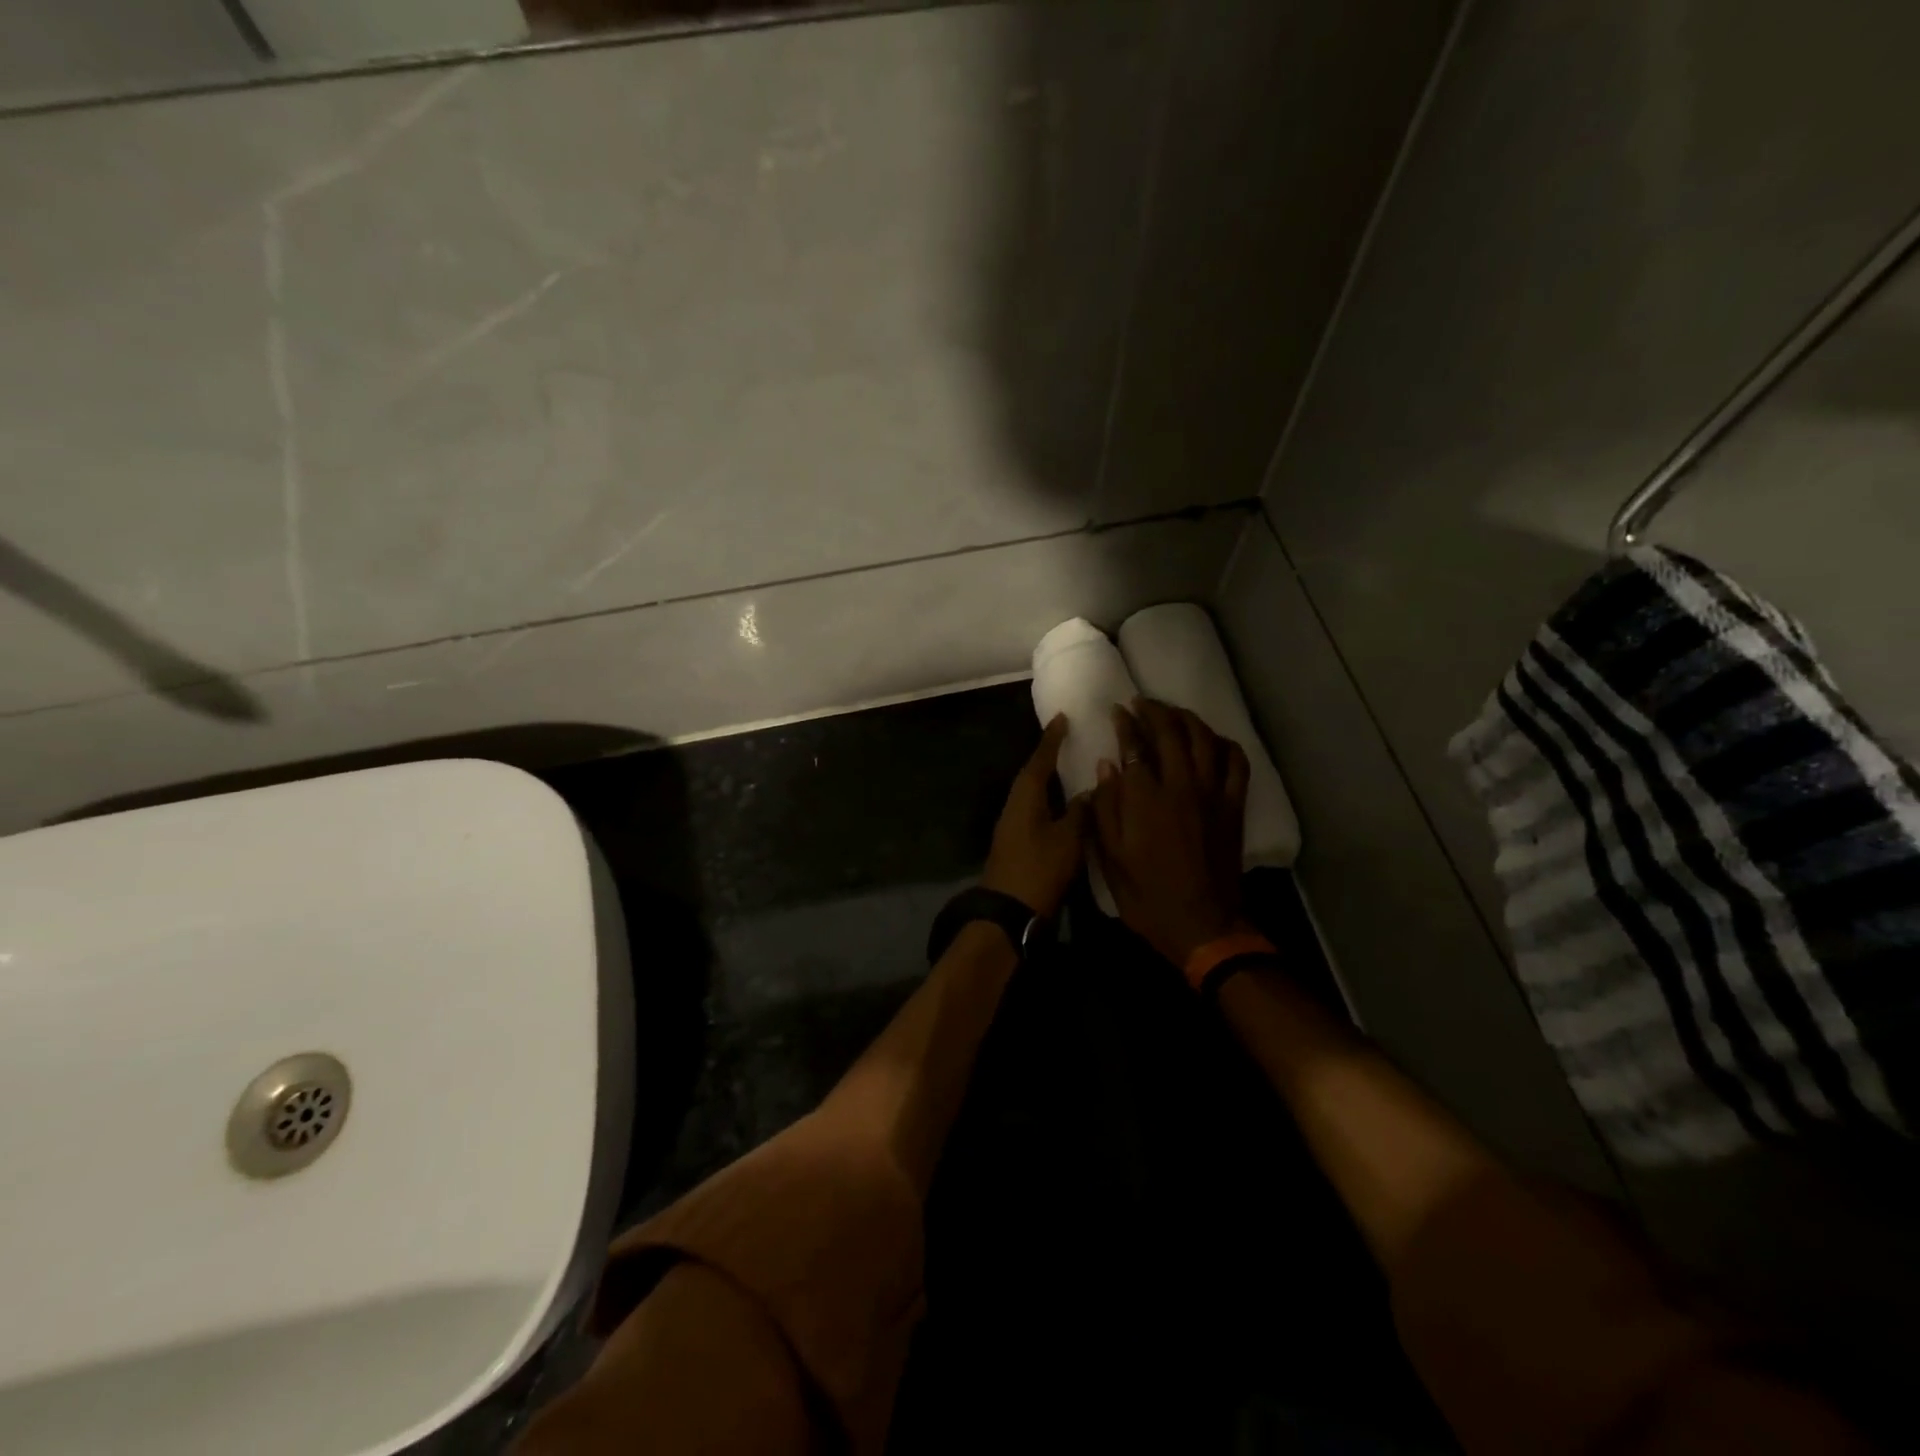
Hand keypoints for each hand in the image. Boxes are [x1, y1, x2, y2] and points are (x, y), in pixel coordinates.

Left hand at [981, 714, 1089, 916]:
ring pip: (1032, 794)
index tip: (1061, 719)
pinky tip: (1063, 804)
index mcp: (1025, 798)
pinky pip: (1034, 810)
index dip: (1051, 740)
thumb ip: (1080, 812)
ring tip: (1069, 767)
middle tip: (1067, 740)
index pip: (1039, 761)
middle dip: (1048, 757)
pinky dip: (1049, 800)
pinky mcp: (1016, 843)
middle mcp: (1014, 806)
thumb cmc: (1039, 870)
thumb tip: (1088, 792)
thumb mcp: (1068, 840)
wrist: (1009, 911)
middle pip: (1032, 775)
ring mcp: (1012, 826)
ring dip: (1048, 779)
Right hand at [1092, 699, 1251, 966]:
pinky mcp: (1234, 806)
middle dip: (1154, 711)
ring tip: (1172, 713)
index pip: (1135, 745)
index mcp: (1146, 799)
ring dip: (1187, 719)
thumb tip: (1107, 767)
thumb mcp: (1111, 859)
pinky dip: (1224, 744)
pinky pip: (1236, 763)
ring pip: (1204, 739)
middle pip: (1171, 732)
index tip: (1118, 712)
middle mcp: (1181, 786)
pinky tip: (1212, 741)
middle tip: (1141, 703)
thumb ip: (1106, 810)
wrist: (1202, 925)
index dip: (1125, 724)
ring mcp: (1213, 794)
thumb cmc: (1147, 896)